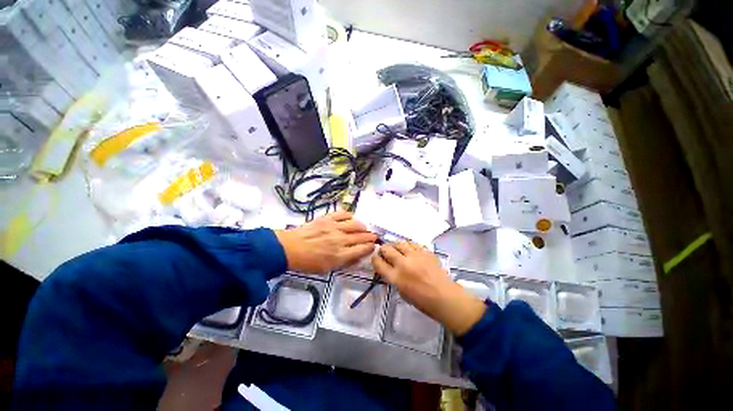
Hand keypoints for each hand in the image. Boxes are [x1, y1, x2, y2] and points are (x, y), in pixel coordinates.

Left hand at [275, 210, 377, 273]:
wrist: (290, 248)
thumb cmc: (308, 262)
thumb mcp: (327, 269)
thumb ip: (345, 262)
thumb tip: (358, 256)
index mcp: (340, 255)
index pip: (362, 249)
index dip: (370, 247)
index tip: (373, 245)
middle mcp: (340, 240)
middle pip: (361, 236)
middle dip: (370, 236)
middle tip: (374, 236)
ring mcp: (334, 227)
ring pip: (356, 224)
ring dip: (362, 226)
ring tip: (363, 228)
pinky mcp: (328, 218)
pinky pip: (343, 214)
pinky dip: (350, 215)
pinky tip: (351, 218)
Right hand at [372, 242, 485, 335]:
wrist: (445, 297)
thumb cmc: (422, 301)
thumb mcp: (402, 292)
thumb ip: (393, 278)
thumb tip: (390, 268)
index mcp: (395, 277)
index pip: (378, 262)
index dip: (375, 258)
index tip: (376, 257)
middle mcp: (403, 263)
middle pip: (387, 249)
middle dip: (383, 249)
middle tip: (385, 251)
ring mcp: (415, 256)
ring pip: (400, 243)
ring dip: (395, 245)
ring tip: (397, 249)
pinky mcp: (425, 252)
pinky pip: (413, 244)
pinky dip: (409, 246)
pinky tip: (410, 251)